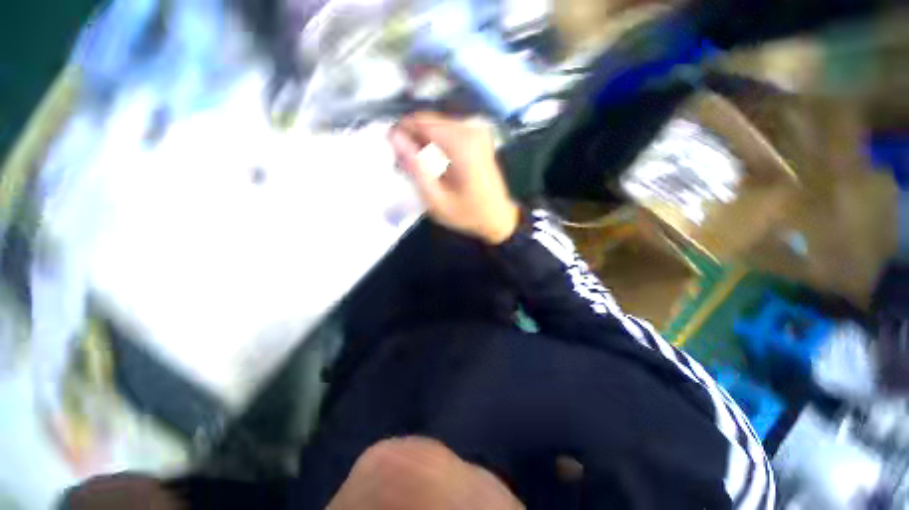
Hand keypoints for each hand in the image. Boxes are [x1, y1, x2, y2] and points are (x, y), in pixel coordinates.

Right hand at [389, 113, 519, 244]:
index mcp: (461, 143)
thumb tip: (394, 137)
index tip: (391, 149)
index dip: (401, 131)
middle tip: (405, 164)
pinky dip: (437, 145)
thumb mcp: (436, 199)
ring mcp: (477, 131)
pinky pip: (448, 132)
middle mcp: (470, 129)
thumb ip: (415, 166)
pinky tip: (435, 164)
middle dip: (413, 139)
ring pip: (437, 126)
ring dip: (424, 143)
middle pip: (429, 122)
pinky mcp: (478, 136)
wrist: (497, 217)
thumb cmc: (467, 213)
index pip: (421, 122)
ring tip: (419, 168)